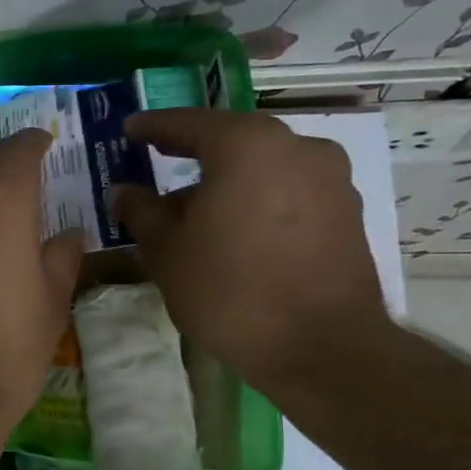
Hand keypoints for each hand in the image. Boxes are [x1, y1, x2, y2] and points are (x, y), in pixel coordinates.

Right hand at [112, 109, 388, 394]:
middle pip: (231, 140)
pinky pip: (287, 190)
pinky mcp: (346, 212)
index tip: (129, 129)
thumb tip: (124, 191)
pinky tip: (232, 228)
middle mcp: (296, 147)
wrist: (320, 346)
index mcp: (246, 145)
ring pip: (262, 166)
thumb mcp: (166, 250)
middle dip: (192, 152)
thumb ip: (141, 211)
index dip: (153, 126)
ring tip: (191, 208)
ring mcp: (330, 179)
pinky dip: (256, 198)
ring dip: (226, 179)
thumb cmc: (229, 289)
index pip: (189, 123)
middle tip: (157, 159)